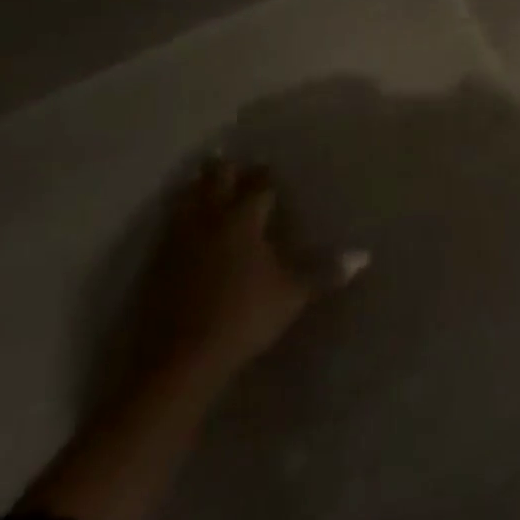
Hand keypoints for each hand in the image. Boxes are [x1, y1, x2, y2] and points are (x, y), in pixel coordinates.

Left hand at [133, 158, 367, 395]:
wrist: (179, 360)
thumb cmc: (243, 318)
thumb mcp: (291, 295)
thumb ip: (325, 273)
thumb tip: (363, 256)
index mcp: (244, 218)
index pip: (258, 185)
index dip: (265, 175)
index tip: (270, 168)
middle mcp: (211, 218)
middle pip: (217, 180)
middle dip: (226, 168)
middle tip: (232, 160)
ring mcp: (179, 239)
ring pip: (186, 198)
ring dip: (196, 187)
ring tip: (200, 179)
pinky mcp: (156, 264)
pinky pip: (168, 226)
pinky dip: (176, 216)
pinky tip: (178, 224)